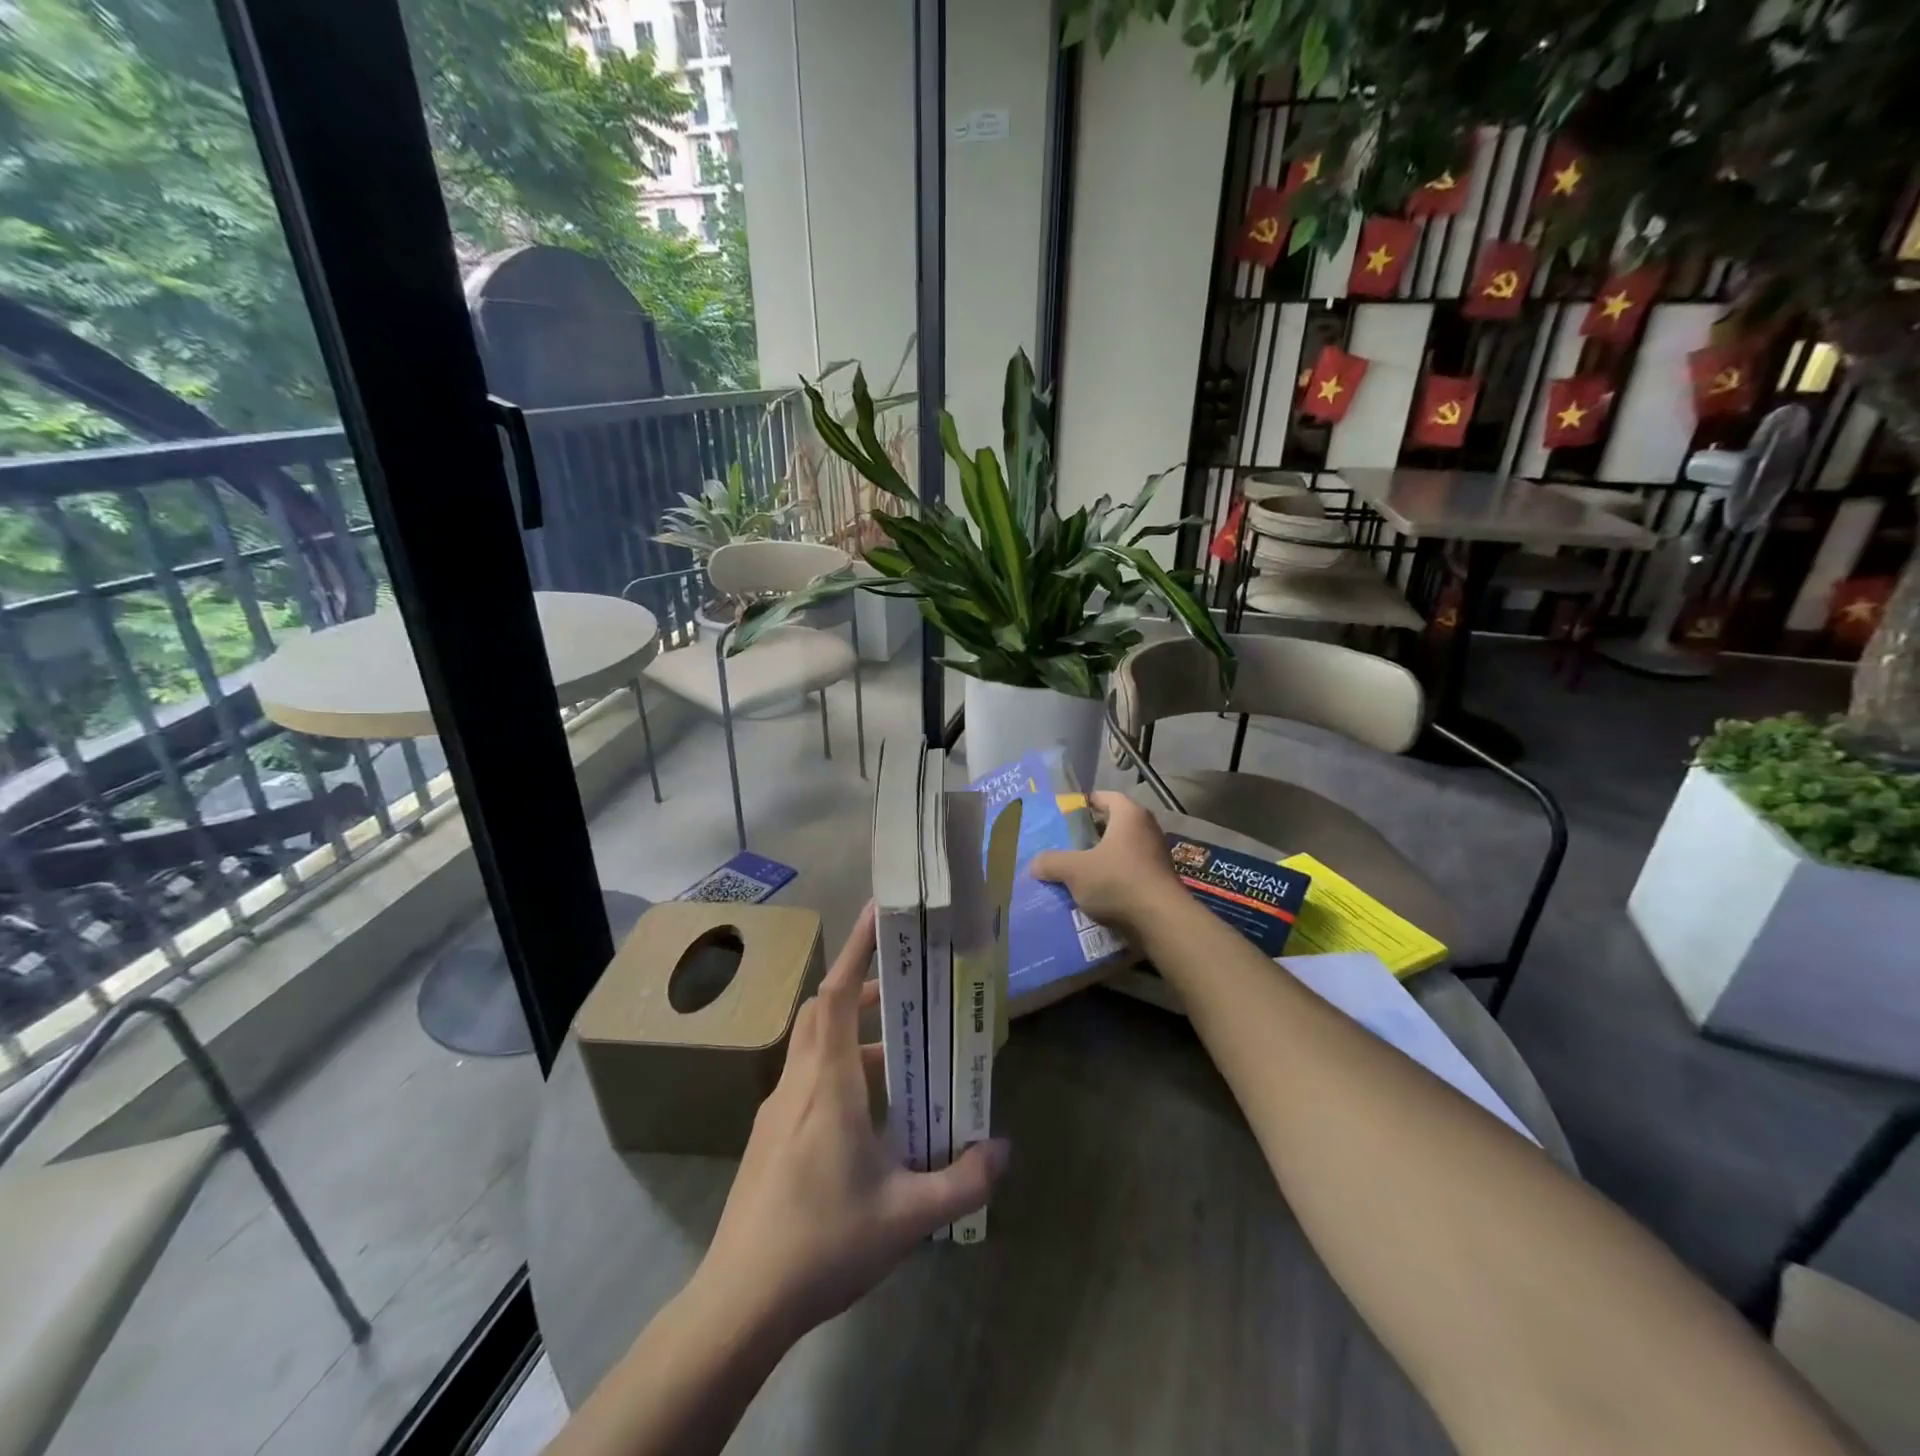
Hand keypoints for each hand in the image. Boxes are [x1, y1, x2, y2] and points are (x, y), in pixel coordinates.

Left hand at [693, 902, 1010, 1342]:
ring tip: (899, 1055)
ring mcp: (776, 1110)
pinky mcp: (768, 1137)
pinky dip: (837, 1071)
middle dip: (860, 987)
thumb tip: (1003, 1151)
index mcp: (828, 1084)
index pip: (836, 995)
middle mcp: (798, 1083)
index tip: (878, 914)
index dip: (856, 949)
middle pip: (822, 1011)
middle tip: (903, 987)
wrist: (739, 1302)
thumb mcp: (906, 1216)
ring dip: (852, 1035)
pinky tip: (866, 1114)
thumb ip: (962, 1182)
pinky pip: (806, 1080)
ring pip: (813, 1047)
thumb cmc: (823, 1243)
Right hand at [1031, 791, 1184, 939]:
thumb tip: (1034, 864)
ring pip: (1121, 849)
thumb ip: (1051, 862)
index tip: (1065, 813)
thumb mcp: (1075, 870)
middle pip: (1113, 824)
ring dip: (1101, 857)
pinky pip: (1130, 871)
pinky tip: (1095, 891)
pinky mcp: (1159, 880)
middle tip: (1065, 843)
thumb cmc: (1117, 881)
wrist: (1161, 921)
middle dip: (1090, 833)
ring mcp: (1156, 855)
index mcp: (1129, 815)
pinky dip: (1113, 876)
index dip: (1085, 802)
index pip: (1105, 797)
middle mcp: (1147, 829)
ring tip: (1076, 869)